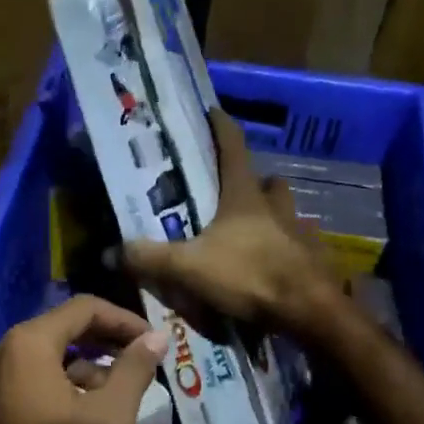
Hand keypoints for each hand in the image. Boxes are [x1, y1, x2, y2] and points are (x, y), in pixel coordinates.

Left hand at [0, 295, 168, 423]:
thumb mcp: (111, 417)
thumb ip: (135, 368)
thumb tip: (157, 336)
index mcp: (28, 344)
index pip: (84, 308)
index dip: (125, 319)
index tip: (157, 341)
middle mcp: (5, 352)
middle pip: (66, 328)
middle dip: (109, 341)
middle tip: (146, 359)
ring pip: (53, 355)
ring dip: (91, 365)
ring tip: (126, 391)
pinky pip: (38, 378)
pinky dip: (69, 384)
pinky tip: (95, 411)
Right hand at [124, 108, 343, 339]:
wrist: (308, 311)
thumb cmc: (248, 275)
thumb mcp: (188, 267)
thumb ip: (149, 258)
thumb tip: (109, 252)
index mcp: (245, 197)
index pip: (233, 148)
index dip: (221, 127)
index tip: (212, 112)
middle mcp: (276, 208)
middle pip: (268, 182)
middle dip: (254, 182)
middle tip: (233, 192)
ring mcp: (299, 234)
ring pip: (287, 213)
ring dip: (272, 216)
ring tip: (251, 232)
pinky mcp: (313, 261)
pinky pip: (298, 248)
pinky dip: (284, 252)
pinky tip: (271, 267)